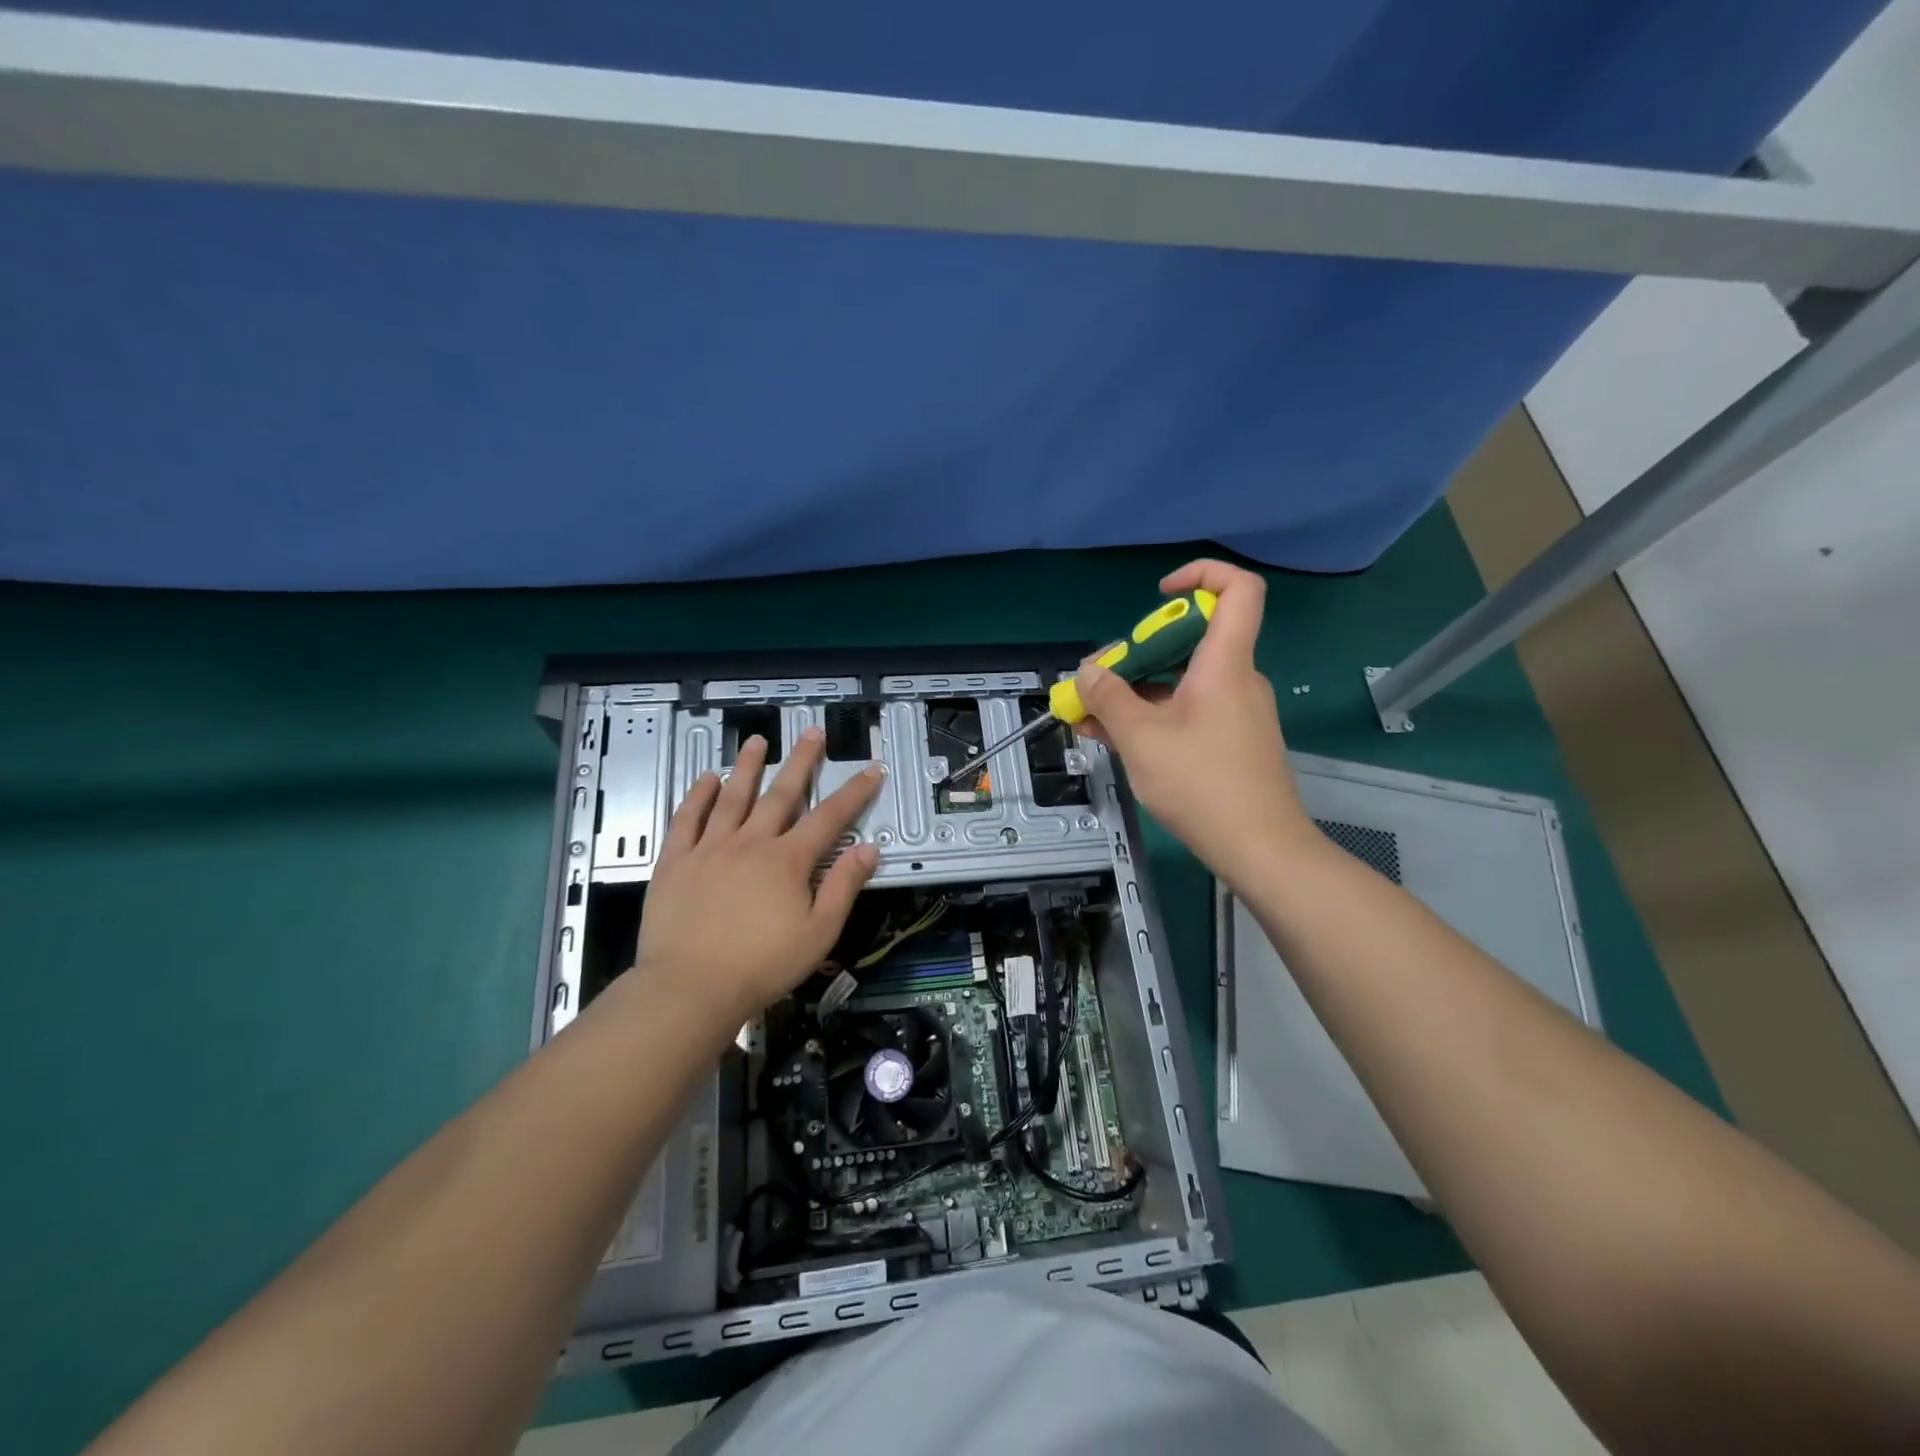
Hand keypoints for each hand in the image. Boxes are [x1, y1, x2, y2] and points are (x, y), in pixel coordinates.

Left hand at [626, 728, 882, 1028]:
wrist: (690, 988)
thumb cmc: (762, 966)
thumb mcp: (819, 933)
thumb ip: (843, 887)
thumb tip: (868, 849)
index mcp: (788, 860)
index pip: (829, 817)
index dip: (854, 792)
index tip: (870, 768)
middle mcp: (751, 843)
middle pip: (781, 794)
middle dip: (801, 761)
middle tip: (812, 732)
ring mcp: (710, 848)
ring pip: (732, 796)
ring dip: (747, 766)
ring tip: (756, 740)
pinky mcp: (675, 861)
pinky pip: (687, 819)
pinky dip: (698, 796)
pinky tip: (706, 779)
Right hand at [1072, 559, 1318, 887]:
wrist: (1261, 849)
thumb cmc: (1202, 785)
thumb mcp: (1140, 739)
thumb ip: (1108, 698)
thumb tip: (1088, 671)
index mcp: (1225, 664)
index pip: (1237, 589)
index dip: (1200, 574)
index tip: (1158, 594)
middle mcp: (1236, 679)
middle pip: (1192, 640)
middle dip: (1138, 651)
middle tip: (1100, 678)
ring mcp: (1237, 711)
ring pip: (1183, 681)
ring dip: (1137, 691)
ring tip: (1090, 716)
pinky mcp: (1233, 740)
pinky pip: (1189, 710)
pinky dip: (1153, 715)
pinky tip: (1114, 738)